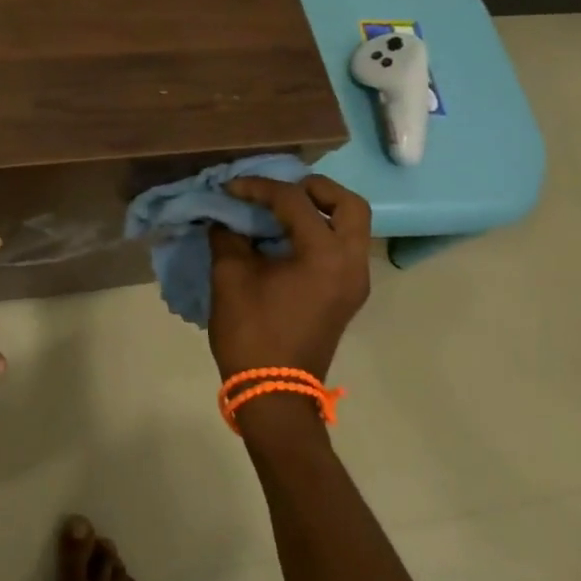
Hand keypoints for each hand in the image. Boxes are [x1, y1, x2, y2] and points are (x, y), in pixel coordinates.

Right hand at [208, 175, 371, 383]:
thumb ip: (229, 237)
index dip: (258, 188)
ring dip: (320, 210)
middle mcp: (351, 263)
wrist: (273, 393)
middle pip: (348, 205)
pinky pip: (342, 247)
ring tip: (280, 210)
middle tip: (279, 190)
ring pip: (351, 226)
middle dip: (314, 189)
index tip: (229, 188)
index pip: (295, 202)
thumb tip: (226, 218)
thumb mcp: (230, 277)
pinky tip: (285, 237)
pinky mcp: (346, 294)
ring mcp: (354, 281)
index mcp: (325, 255)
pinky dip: (320, 232)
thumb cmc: (252, 333)